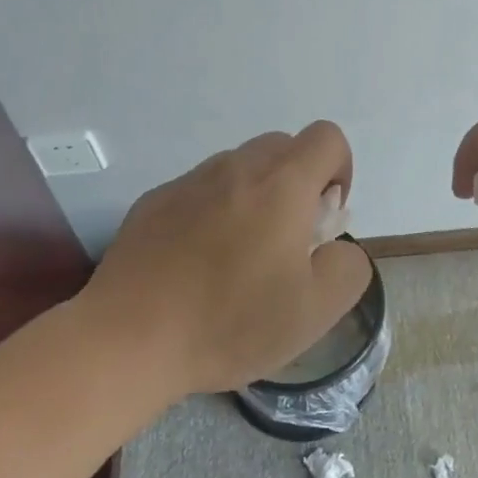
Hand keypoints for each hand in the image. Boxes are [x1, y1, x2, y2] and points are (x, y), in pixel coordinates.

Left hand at [88, 122, 372, 396]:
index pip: (326, 138)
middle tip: (286, 242)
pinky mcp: (154, 200)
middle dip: (297, 184)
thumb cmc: (231, 323)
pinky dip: (213, 212)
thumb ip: (347, 266)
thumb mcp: (316, 310)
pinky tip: (196, 263)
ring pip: (239, 168)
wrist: (130, 339)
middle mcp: (236, 168)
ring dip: (254, 197)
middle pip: (283, 148)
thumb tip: (335, 244)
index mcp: (282, 184)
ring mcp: (190, 181)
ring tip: (238, 257)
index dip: (339, 171)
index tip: (324, 219)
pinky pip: (200, 190)